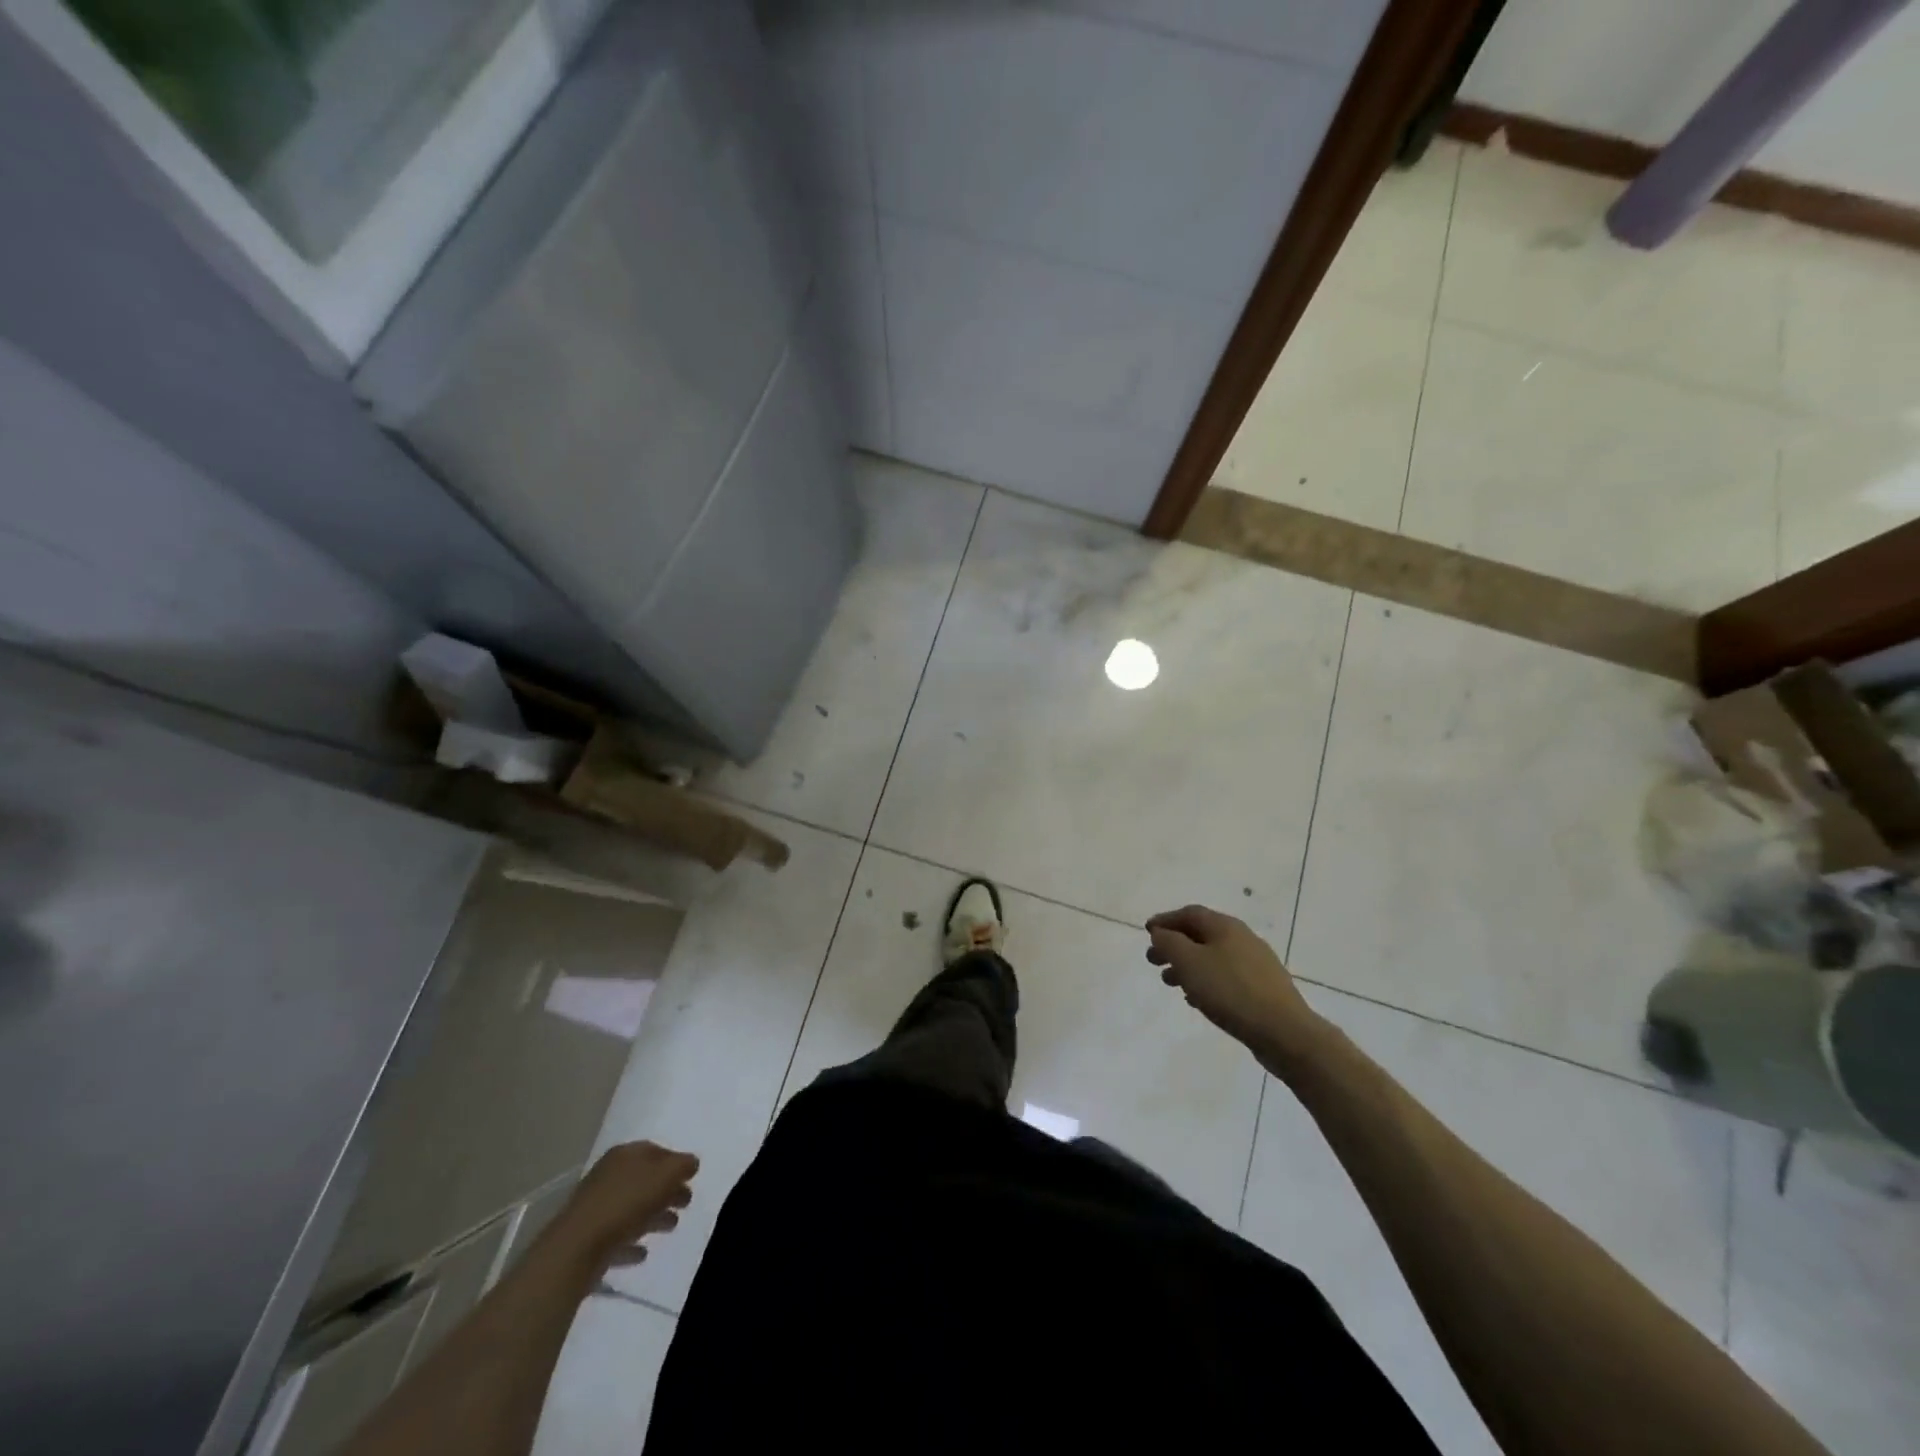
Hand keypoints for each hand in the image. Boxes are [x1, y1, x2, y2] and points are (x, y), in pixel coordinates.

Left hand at [557, 1141, 698, 1270]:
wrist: (576, 1249)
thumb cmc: (626, 1203)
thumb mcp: (665, 1175)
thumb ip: (682, 1166)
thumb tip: (691, 1163)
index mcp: (626, 1154)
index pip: (656, 1151)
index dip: (676, 1162)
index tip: (692, 1177)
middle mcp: (609, 1175)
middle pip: (645, 1179)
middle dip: (667, 1190)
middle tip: (686, 1203)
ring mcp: (596, 1207)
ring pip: (632, 1207)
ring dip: (653, 1216)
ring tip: (672, 1226)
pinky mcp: (588, 1238)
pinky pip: (617, 1235)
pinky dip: (632, 1241)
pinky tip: (643, 1252)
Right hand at [1146, 905, 1325, 1067]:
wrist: (1284, 1032)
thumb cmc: (1230, 991)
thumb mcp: (1189, 962)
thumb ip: (1169, 943)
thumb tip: (1160, 933)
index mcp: (1226, 926)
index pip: (1190, 913)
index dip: (1166, 920)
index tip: (1147, 932)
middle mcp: (1243, 938)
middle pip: (1201, 935)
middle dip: (1174, 945)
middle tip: (1153, 961)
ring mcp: (1256, 964)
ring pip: (1213, 957)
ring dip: (1188, 966)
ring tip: (1170, 983)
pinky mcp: (1263, 989)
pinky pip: (1226, 977)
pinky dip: (1206, 982)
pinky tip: (1197, 999)